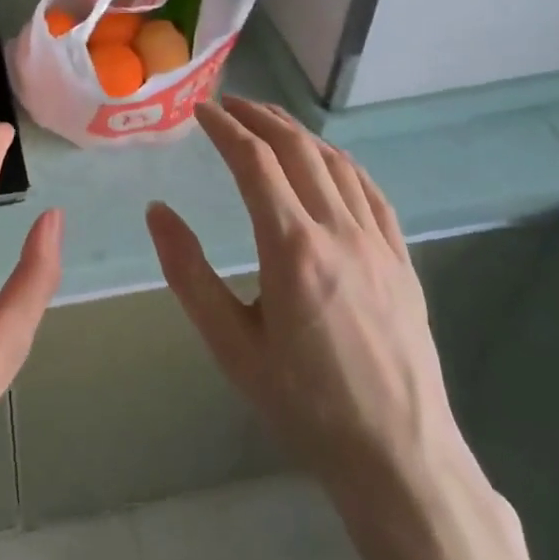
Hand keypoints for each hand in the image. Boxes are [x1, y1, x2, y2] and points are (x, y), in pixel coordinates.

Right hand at [146, 97, 474, 528]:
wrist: (398, 456)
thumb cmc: (304, 403)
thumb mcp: (230, 344)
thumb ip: (188, 273)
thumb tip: (157, 211)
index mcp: (292, 248)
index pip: (254, 162)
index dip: (225, 128)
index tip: (201, 110)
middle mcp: (338, 231)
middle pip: (297, 149)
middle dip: (259, 118)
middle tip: (229, 104)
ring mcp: (378, 242)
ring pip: (336, 163)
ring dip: (298, 132)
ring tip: (269, 120)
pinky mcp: (401, 259)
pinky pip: (370, 191)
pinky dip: (341, 162)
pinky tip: (328, 159)